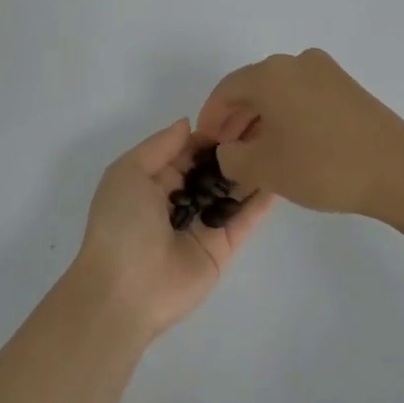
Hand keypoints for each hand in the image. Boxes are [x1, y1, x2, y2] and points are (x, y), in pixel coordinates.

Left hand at [69, 119, 275, 340]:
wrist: (125, 290)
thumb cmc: (121, 224)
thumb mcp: (128, 172)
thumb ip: (160, 146)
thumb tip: (189, 123)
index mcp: (154, 180)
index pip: (188, 150)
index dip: (210, 132)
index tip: (238, 112)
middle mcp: (181, 199)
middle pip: (213, 168)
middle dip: (235, 147)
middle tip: (267, 122)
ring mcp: (205, 223)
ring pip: (233, 191)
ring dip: (252, 168)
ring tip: (281, 141)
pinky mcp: (224, 247)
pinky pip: (246, 218)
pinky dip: (262, 200)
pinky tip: (282, 175)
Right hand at [196, 49, 403, 217]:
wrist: (396, 171)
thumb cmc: (322, 166)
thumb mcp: (264, 169)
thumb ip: (231, 158)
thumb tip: (228, 151)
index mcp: (271, 74)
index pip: (226, 91)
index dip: (210, 119)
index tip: (205, 145)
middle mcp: (296, 62)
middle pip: (253, 88)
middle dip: (235, 119)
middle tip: (226, 151)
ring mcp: (325, 71)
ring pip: (279, 92)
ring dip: (261, 119)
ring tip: (254, 153)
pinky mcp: (347, 86)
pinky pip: (302, 95)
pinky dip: (287, 115)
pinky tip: (287, 145)